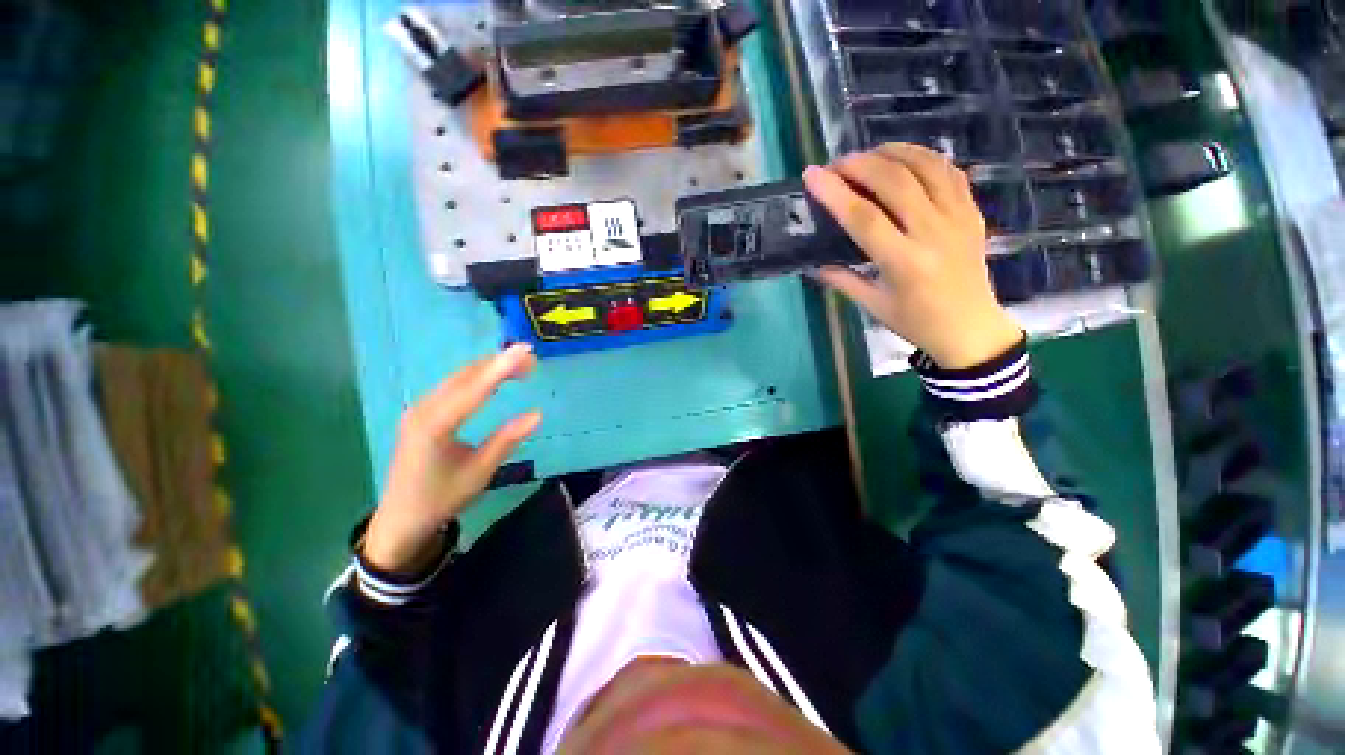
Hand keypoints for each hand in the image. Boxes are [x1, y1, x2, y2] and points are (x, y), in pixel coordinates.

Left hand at [363, 344, 540, 574]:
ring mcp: (419, 409)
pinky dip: (477, 376)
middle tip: (531, 358)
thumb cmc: (440, 499)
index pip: (473, 389)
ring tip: (519, 364)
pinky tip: (493, 377)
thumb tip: (537, 414)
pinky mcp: (421, 412)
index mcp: (435, 427)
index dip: (501, 368)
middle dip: (498, 363)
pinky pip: (452, 385)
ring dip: (489, 367)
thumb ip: (506, 441)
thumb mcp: (478, 473)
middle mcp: (422, 410)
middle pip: (465, 376)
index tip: (525, 351)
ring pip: (458, 377)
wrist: (400, 519)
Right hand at [804, 142, 1021, 368]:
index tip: (812, 175)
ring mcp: (958, 218)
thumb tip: (813, 265)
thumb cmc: (916, 322)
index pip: (863, 217)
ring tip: (868, 156)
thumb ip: (842, 280)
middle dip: (860, 165)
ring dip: (892, 153)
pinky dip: (923, 158)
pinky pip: (949, 172)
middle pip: (895, 182)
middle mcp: (933, 233)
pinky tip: (904, 160)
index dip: (835, 192)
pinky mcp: (973, 212)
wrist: (970, 328)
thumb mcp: (873, 306)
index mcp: (903, 263)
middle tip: (836, 165)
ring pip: (926, 167)